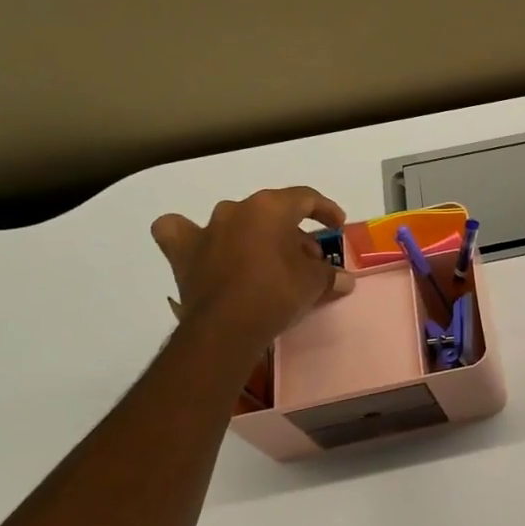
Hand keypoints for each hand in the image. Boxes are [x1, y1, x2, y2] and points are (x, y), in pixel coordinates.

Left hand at [151, 187, 353, 351]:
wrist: (226, 327)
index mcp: (270, 207)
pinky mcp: (182, 253)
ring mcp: (206, 229)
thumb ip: (330, 275)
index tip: (337, 226)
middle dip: (293, 232)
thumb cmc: (277, 293)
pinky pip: (181, 232)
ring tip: (266, 260)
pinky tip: (203, 249)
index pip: (305, 198)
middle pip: (272, 212)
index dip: (326, 210)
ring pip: (234, 221)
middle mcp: (236, 210)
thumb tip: (343, 280)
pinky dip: (192, 237)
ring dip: (253, 235)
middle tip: (308, 259)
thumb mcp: (315, 283)